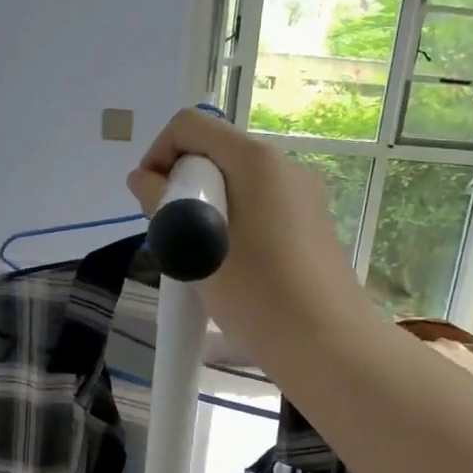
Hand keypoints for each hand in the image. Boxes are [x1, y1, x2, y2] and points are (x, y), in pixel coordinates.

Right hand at [126, 110, 381, 382]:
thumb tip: (144, 179)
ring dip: (206, 211)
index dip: (158, 155)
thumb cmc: (257, 294)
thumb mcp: (196, 249)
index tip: (150, 204)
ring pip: (236, 185)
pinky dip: (233, 226)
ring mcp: (303, 196)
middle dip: (183, 187)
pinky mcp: (312, 225)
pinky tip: (233, 271)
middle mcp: (285, 166)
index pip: (190, 126)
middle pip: (214, 154)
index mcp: (256, 160)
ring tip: (201, 261)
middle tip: (175, 239)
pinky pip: (259, 209)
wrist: (327, 346)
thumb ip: (163, 205)